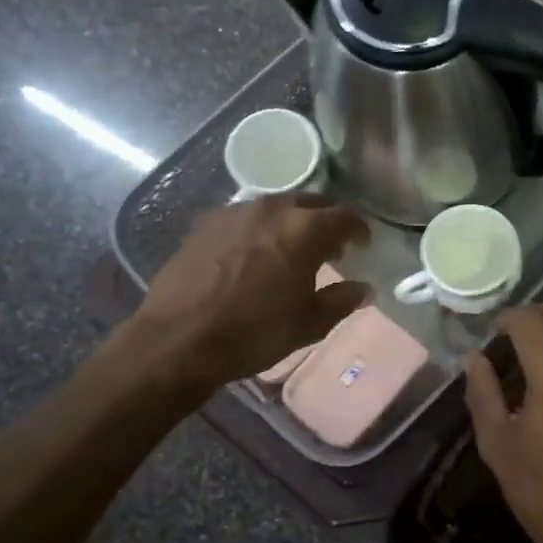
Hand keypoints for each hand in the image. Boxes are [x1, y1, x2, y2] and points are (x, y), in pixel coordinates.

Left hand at [104, 193, 368, 393]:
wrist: (178, 339)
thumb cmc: (254, 332)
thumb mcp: (308, 324)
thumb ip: (342, 300)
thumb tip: (363, 288)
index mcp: (304, 230)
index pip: (345, 217)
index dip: (359, 229)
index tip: (362, 244)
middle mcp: (272, 209)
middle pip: (311, 203)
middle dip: (326, 221)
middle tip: (330, 247)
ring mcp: (235, 212)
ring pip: (276, 207)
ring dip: (291, 222)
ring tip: (291, 249)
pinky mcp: (207, 223)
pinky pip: (245, 217)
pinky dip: (260, 229)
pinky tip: (254, 253)